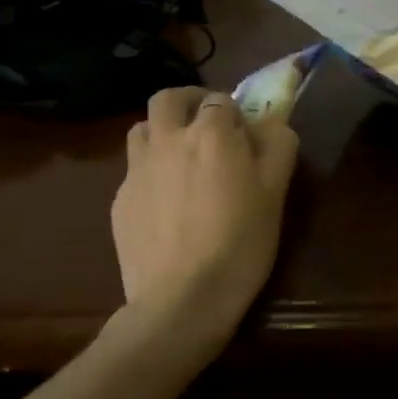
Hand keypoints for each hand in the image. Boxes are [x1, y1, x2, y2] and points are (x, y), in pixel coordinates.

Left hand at [111, 86, 299, 356]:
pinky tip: (164, 202)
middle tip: (203, 123)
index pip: (219, 100)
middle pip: (168, 98)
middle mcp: (168, 140)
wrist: (181, 300)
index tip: (244, 134)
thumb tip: (273, 124)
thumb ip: (277, 148)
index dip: (233, 113)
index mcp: (210, 134)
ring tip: (179, 157)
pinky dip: (149, 171)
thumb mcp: (275, 195)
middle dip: (187, 102)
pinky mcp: (120, 199)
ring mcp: (137, 169)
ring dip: (161, 131)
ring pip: (141, 128)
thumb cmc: (239, 244)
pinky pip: (133, 169)